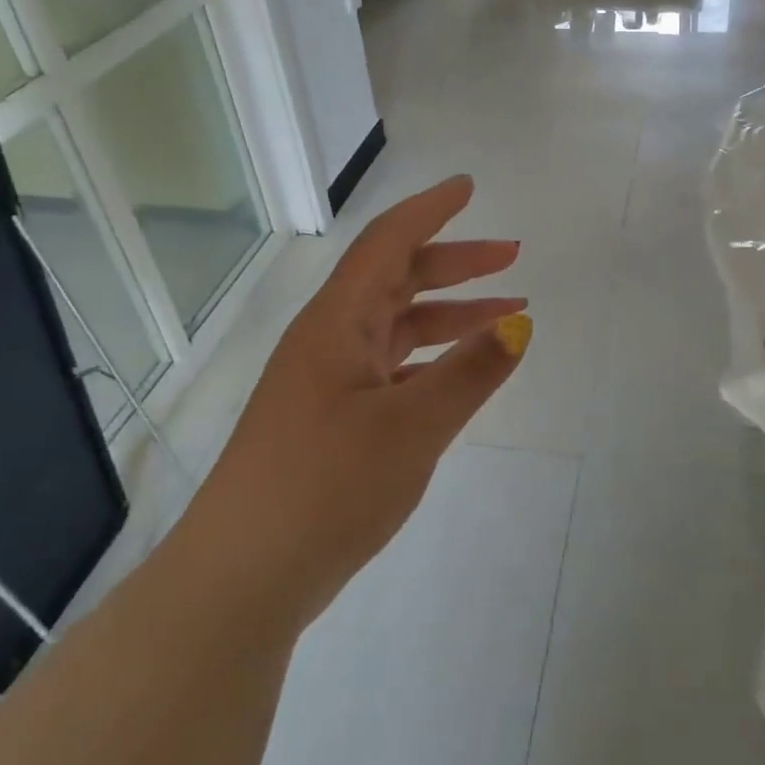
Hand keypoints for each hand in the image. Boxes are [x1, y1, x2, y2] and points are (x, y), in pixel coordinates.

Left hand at [193, 176, 529, 625]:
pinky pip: (391, 367)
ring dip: (449, 314)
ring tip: (506, 314)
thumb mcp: (411, 427)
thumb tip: (521, 325)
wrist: (243, 576)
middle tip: (512, 256)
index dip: (430, 210)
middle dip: (455, 263)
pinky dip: (431, 359)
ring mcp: (328, 380)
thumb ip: (469, 373)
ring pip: (397, 326)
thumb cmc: (325, 487)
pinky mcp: (332, 418)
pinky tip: (461, 374)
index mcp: (337, 322)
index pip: (387, 243)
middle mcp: (329, 339)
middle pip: (397, 279)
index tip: (468, 187)